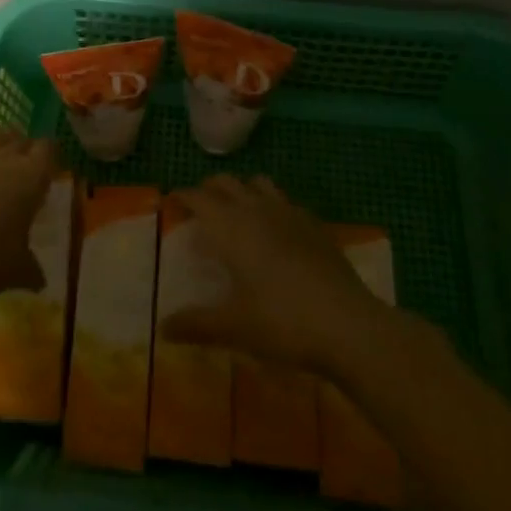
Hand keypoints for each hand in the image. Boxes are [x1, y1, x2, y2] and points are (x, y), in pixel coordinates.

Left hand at [0, 128, 58, 297]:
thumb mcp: (15, 272)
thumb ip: (32, 272)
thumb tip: (41, 282)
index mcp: (31, 178)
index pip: (49, 150)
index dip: (51, 156)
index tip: (50, 169)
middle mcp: (6, 158)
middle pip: (23, 140)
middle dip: (28, 150)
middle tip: (27, 169)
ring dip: (4, 141)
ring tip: (3, 155)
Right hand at [161, 174, 389, 374]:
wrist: (347, 324)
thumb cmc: (282, 322)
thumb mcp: (234, 327)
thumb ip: (196, 324)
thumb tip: (162, 327)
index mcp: (231, 226)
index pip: (199, 198)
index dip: (183, 196)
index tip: (172, 200)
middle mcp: (256, 209)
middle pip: (226, 182)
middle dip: (209, 189)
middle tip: (200, 207)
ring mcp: (289, 212)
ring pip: (258, 183)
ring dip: (242, 189)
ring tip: (236, 211)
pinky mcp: (314, 224)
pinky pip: (285, 201)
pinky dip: (271, 204)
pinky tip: (276, 229)